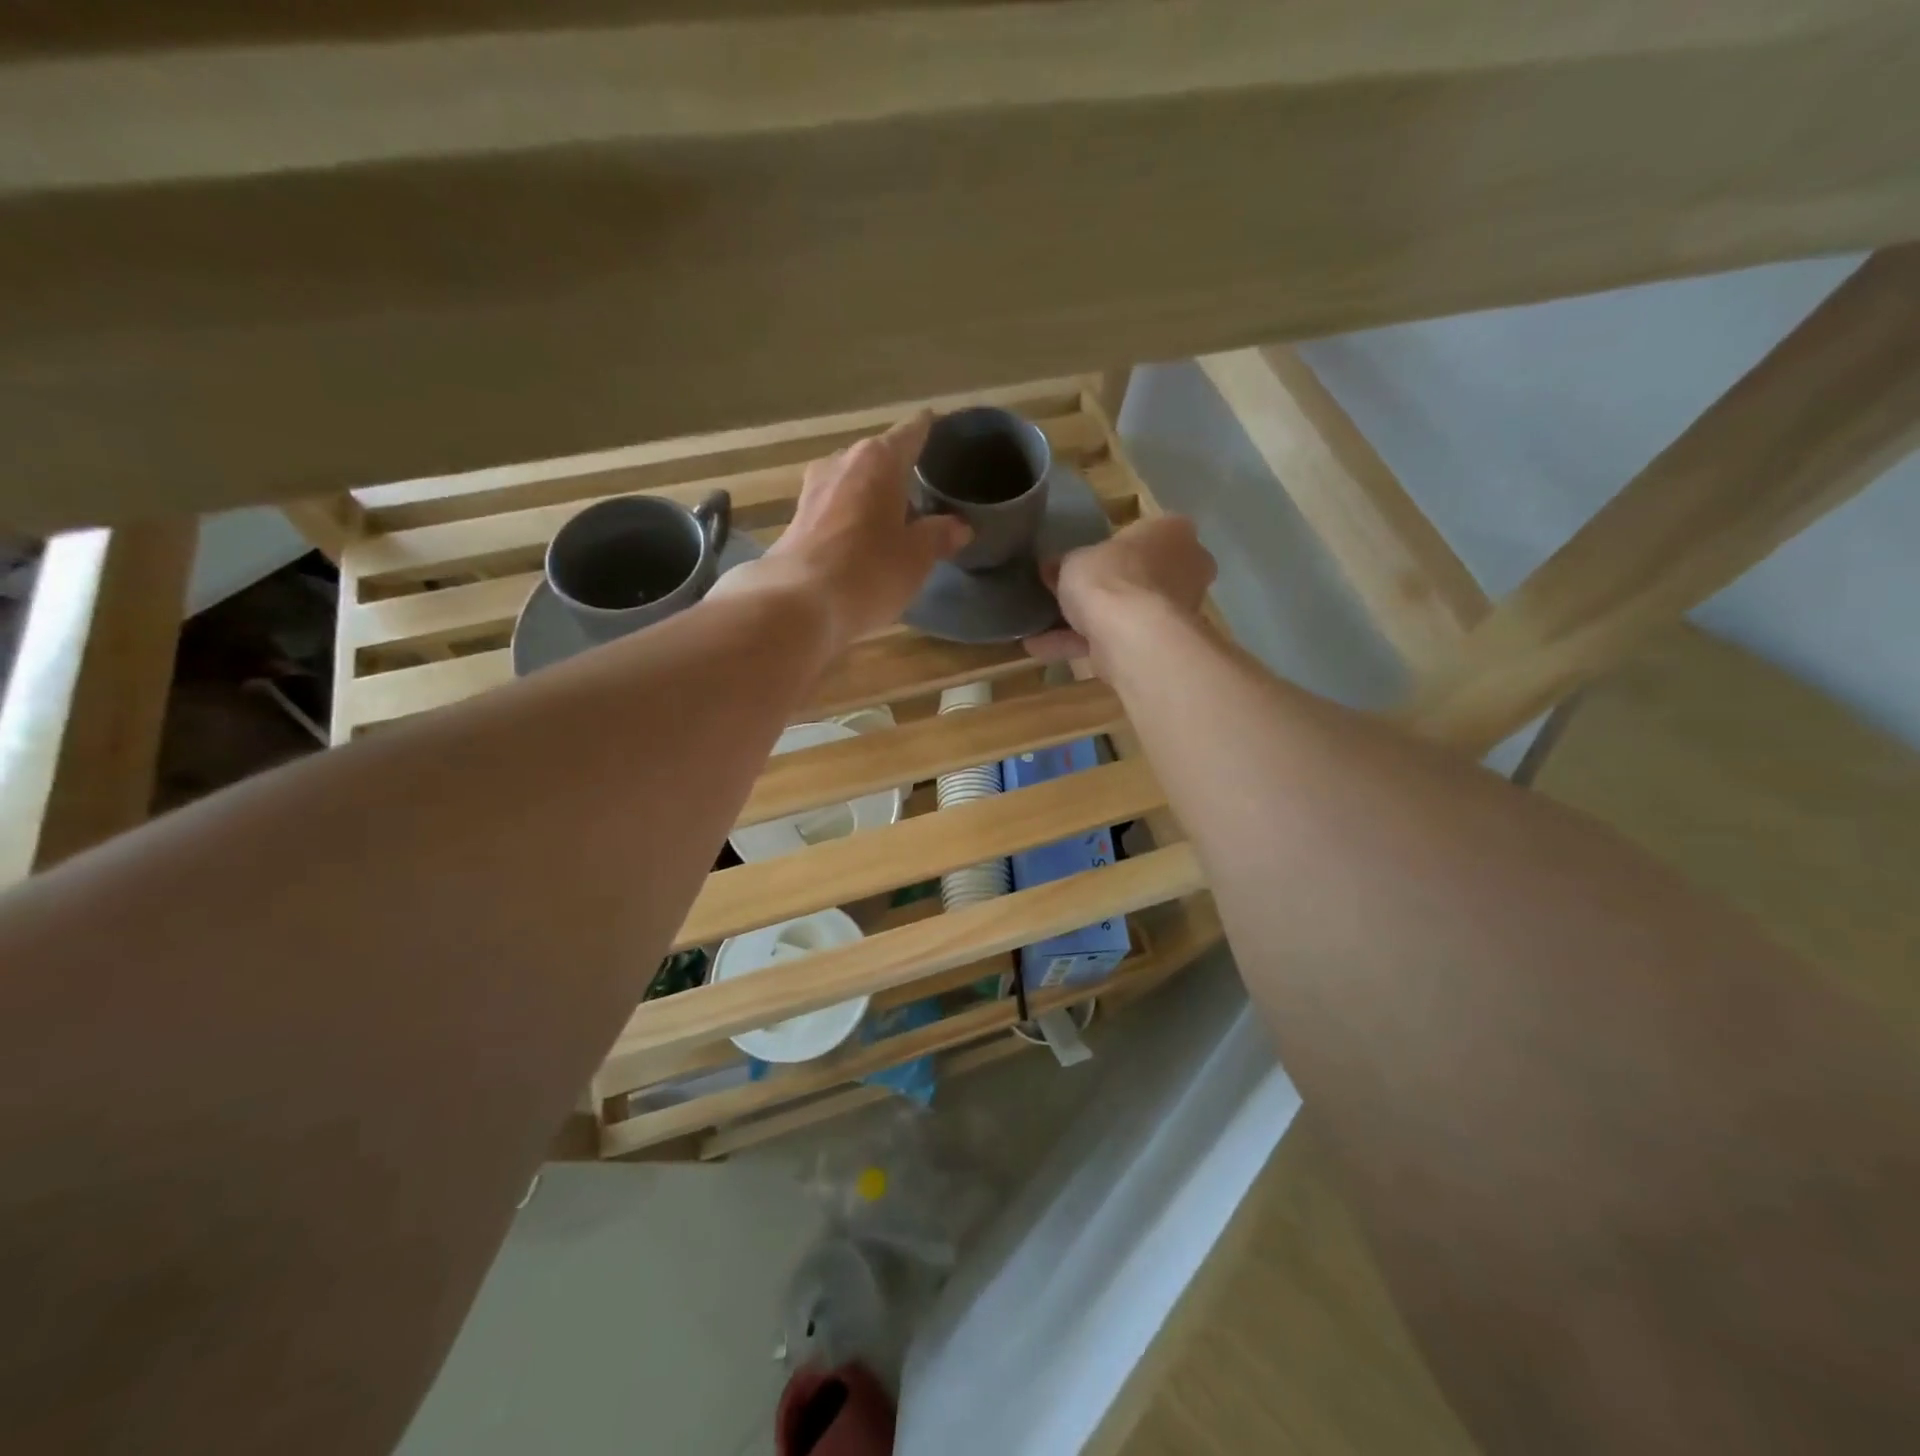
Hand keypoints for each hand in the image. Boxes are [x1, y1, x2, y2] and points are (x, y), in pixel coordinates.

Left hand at [714, 412, 969, 650]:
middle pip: (880, 456)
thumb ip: (940, 535)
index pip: (913, 431)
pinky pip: (836, 508)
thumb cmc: (868, 571)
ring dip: (874, 496)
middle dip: (902, 471)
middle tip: (927, 491)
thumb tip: (959, 525)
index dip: (930, 430)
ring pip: (854, 482)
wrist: (796, 604)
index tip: (944, 430)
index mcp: (878, 459)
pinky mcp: (797, 519)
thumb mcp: (917, 557)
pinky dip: (853, 517)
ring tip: (898, 518)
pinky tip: (864, 540)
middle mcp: (842, 462)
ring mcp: (814, 489)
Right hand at [1024, 515, 1216, 671]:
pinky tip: (1045, 652)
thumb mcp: (1073, 560)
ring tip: (1044, 631)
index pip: (1143, 533)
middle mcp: (1187, 566)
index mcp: (1172, 531)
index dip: (1111, 549)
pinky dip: (1085, 645)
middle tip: (1068, 596)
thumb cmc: (1110, 577)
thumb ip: (1064, 564)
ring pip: (1129, 612)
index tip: (1084, 562)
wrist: (1132, 634)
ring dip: (1090, 622)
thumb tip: (1051, 569)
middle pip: (1139, 575)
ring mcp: (1180, 608)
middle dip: (1106, 589)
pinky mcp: (1165, 642)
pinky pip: (1121, 638)